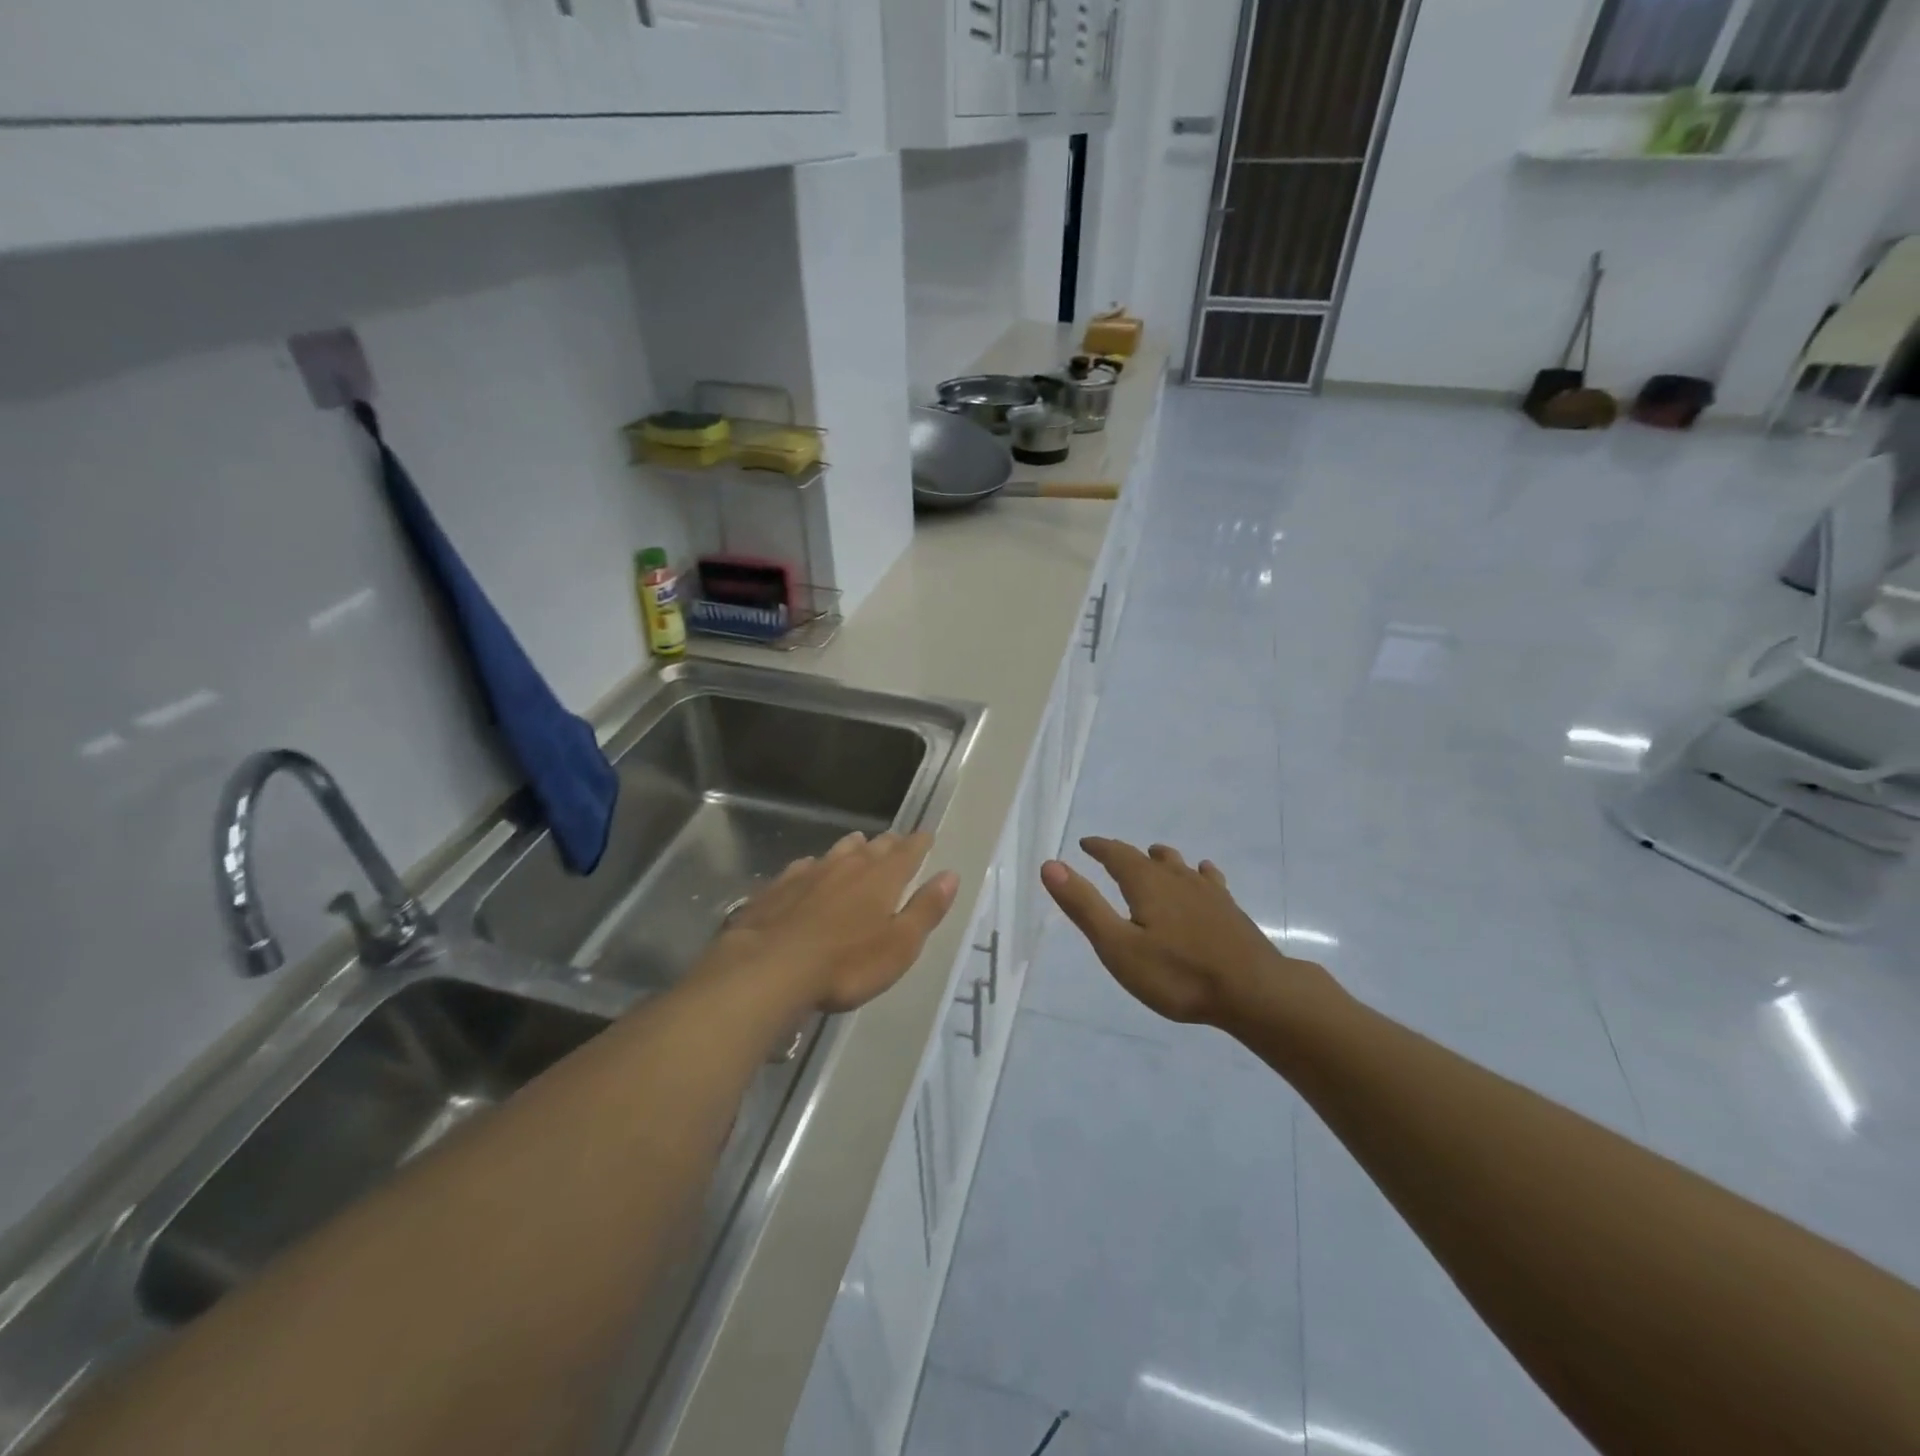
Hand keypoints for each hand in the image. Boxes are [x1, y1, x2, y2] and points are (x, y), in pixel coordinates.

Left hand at [716, 831, 959, 1013]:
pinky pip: (804, 867)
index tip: (926, 835)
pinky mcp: (779, 886)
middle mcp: (848, 865)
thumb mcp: (900, 945)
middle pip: (874, 847)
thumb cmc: (846, 964)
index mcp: (883, 878)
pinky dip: (814, 866)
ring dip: (852, 848)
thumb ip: (926, 909)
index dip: (919, 843)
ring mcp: (810, 872)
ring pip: (838, 851)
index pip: (908, 852)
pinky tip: (810, 870)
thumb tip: (950, 875)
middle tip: (896, 841)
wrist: (770, 968)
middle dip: (888, 844)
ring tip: (858, 844)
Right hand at [1041, 838, 1335, 1027]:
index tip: (1086, 844)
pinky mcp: (1229, 910)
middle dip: (1127, 854)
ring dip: (1162, 859)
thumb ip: (1084, 906)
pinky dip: (1198, 873)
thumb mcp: (1118, 946)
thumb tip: (1050, 865)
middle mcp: (1176, 878)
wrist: (1254, 991)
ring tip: (1155, 856)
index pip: (1117, 854)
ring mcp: (1207, 892)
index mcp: (1146, 883)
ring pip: (1179, 865)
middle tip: (1112, 855)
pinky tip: (1204, 876)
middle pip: (1148, 857)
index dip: (1099, 848)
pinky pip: (1208, 879)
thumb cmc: (1178, 974)